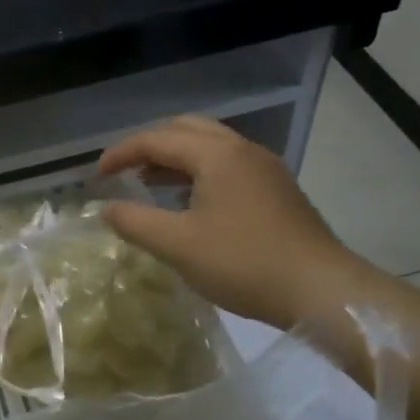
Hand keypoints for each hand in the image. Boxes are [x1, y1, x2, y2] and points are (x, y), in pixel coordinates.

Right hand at [98, 117, 374, 327]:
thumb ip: (135, 222)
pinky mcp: (277, 190)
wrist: (322, 290)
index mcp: (216, 155)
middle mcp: (242, 150)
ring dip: (174, 157)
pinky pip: (227, 164)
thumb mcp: (178, 245)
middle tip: (124, 170)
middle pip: (186, 129)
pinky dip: (198, 171)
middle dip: (149, 145)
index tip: (96, 176)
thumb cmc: (244, 263)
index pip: (156, 140)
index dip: (121, 154)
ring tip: (148, 183)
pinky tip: (188, 202)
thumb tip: (107, 209)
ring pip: (210, 145)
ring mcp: (265, 168)